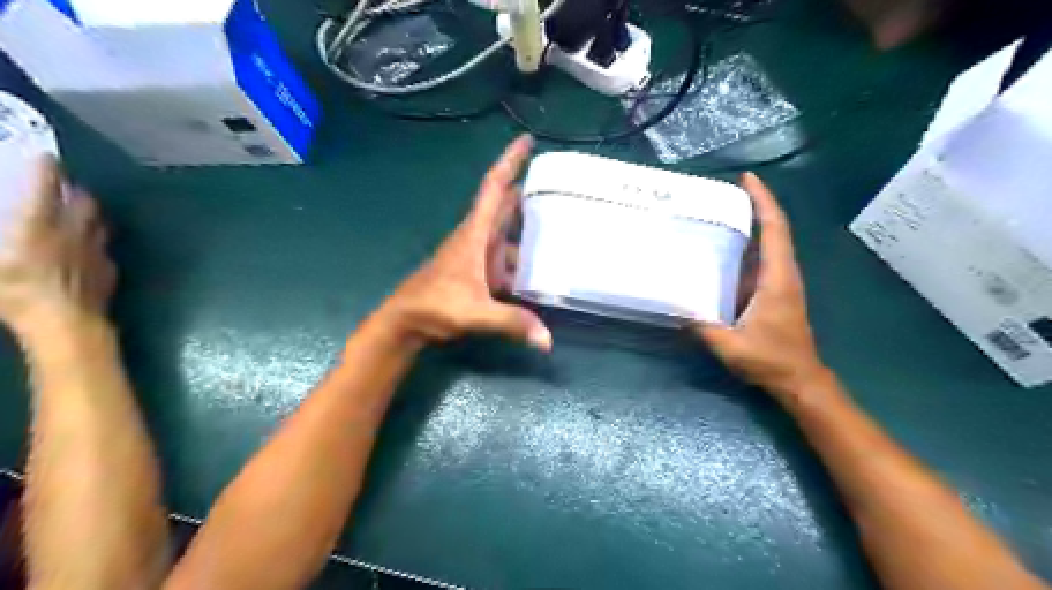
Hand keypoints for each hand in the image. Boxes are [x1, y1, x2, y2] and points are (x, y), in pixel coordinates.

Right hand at [0, 157, 115, 339]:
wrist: (67, 322)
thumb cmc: (15, 291)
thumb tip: (7, 234)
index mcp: (39, 223)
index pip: (46, 185)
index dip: (46, 168)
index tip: (46, 156)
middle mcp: (75, 231)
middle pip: (84, 201)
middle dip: (74, 190)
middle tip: (63, 187)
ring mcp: (97, 250)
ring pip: (100, 223)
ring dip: (90, 214)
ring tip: (78, 212)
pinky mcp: (109, 270)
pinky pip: (105, 249)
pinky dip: (96, 242)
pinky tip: (88, 248)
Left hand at [382, 134, 558, 349]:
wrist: (404, 323)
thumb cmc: (434, 307)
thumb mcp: (476, 313)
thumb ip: (512, 322)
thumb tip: (548, 341)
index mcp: (475, 234)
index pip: (494, 188)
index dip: (510, 162)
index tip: (527, 140)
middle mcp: (477, 238)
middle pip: (504, 206)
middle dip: (527, 191)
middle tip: (559, 184)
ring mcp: (477, 256)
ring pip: (507, 234)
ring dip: (528, 229)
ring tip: (560, 228)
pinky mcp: (478, 273)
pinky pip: (506, 258)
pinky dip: (522, 259)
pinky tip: (540, 270)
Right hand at [697, 173, 833, 397]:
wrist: (799, 379)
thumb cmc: (770, 360)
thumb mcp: (731, 346)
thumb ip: (703, 327)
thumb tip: (675, 306)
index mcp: (777, 279)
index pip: (774, 230)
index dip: (763, 201)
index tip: (748, 179)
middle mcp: (783, 274)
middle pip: (775, 229)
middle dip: (757, 205)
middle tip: (729, 190)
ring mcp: (781, 282)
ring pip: (771, 243)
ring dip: (754, 223)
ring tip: (725, 211)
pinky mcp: (776, 292)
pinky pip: (763, 259)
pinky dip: (750, 244)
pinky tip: (727, 247)